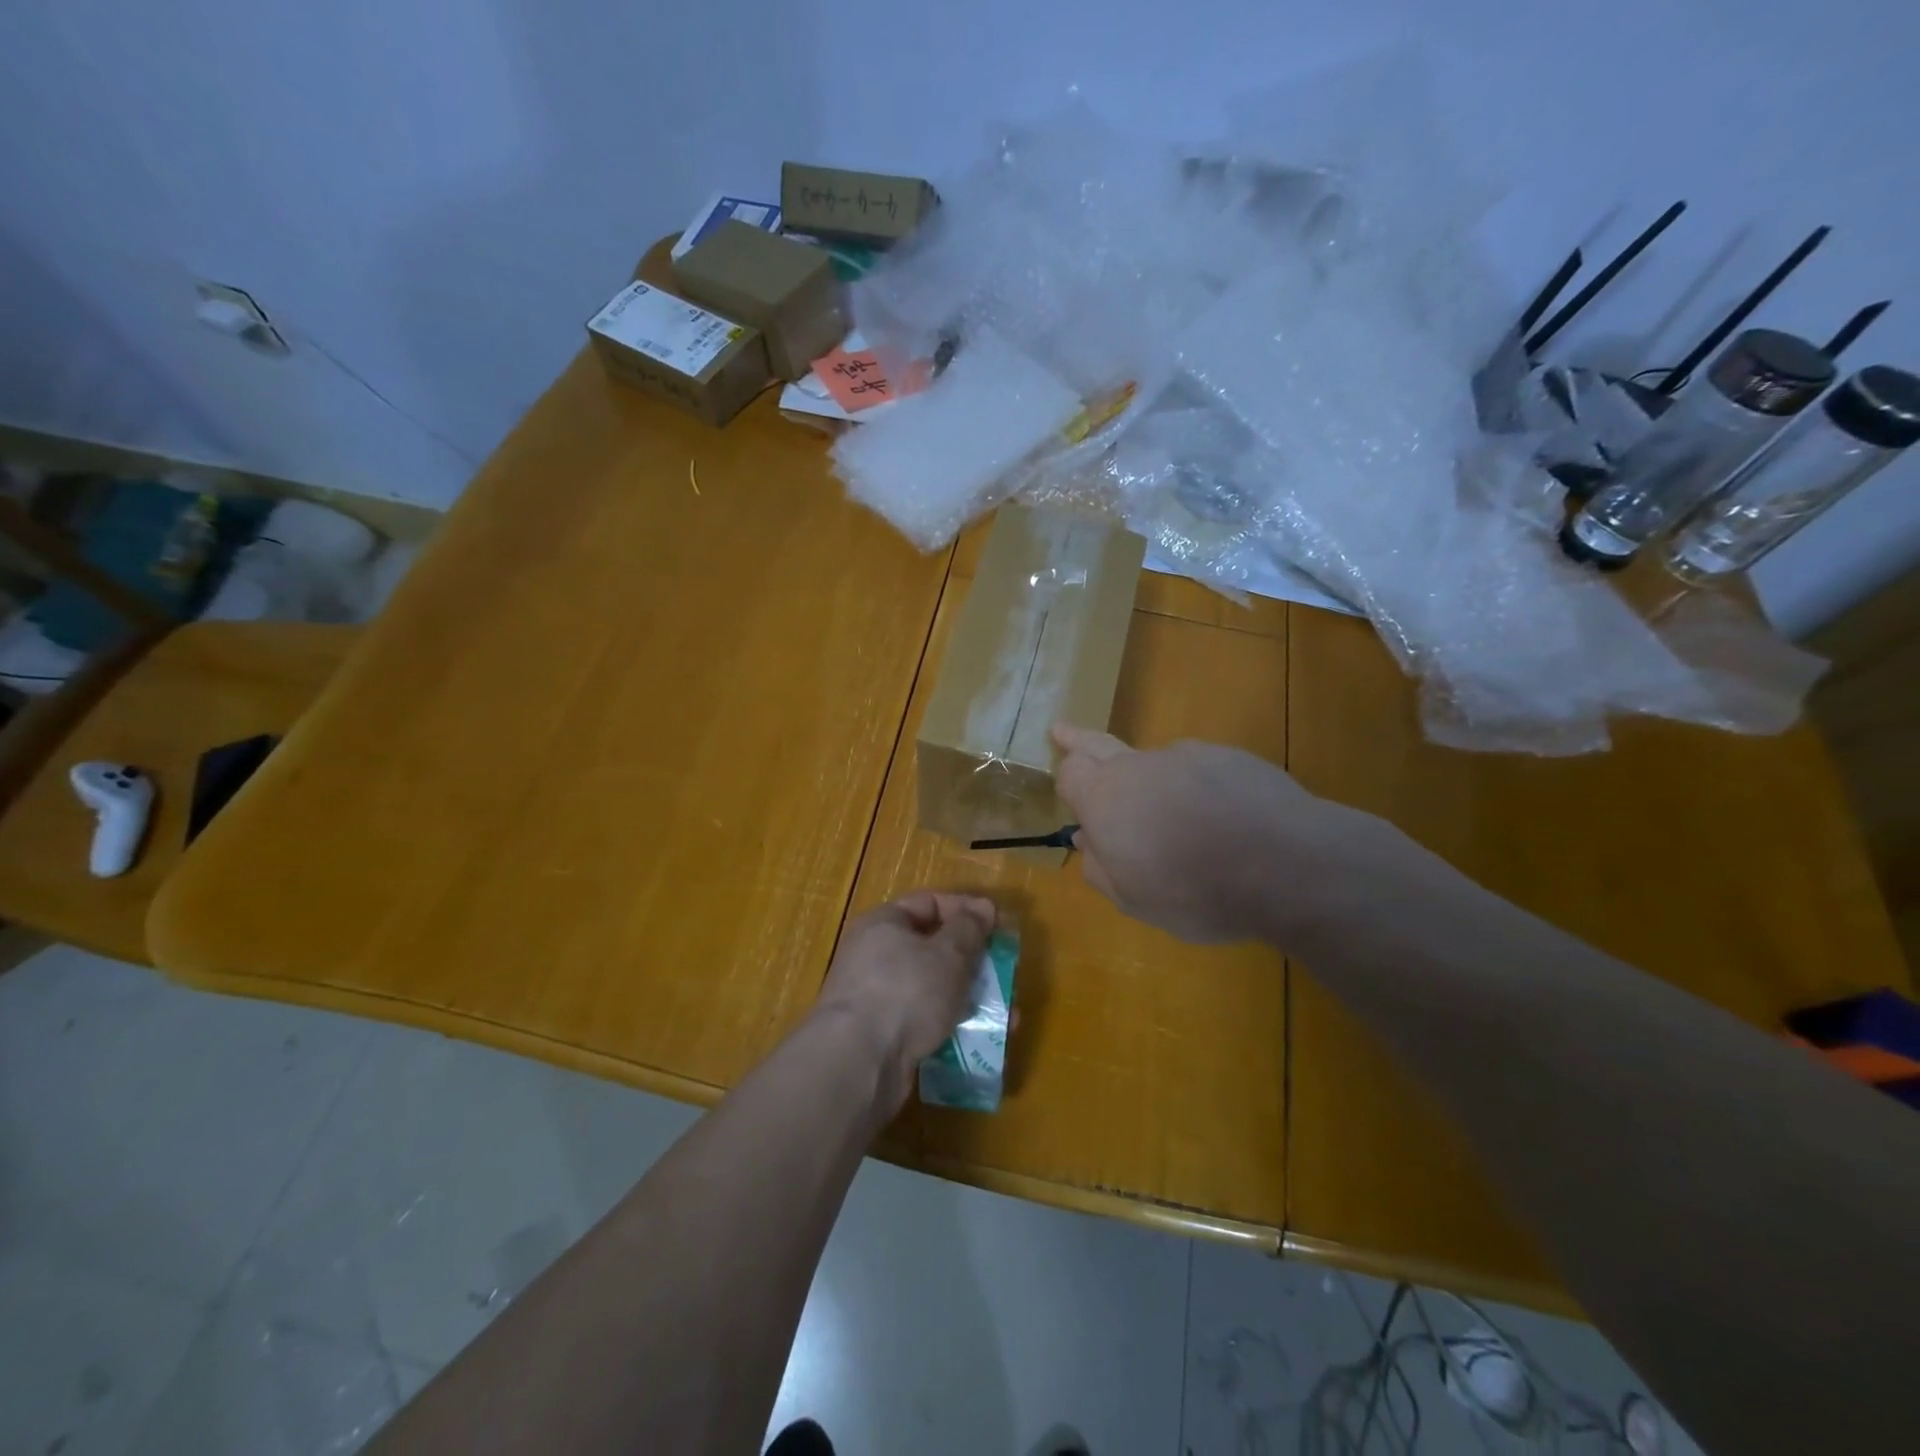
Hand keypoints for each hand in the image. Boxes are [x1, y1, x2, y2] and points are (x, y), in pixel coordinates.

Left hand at [814, 891, 995, 1110]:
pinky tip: (982, 1040)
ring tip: (1007, 1015)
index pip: (929, 903)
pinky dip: (953, 1026)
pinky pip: (926, 1021)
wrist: (859, 1063)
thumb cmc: (906, 991)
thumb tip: (983, 908)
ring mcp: (877, 998)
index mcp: (884, 924)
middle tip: (1004, 972)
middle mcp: (875, 956)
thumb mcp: (947, 953)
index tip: (999, 925)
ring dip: (970, 997)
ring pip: (933, 988)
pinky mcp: (883, 1036)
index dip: (966, 910)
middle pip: (932, 948)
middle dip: (973, 961)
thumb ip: (969, 928)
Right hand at [1052, 725, 1372, 945]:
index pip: (1070, 772)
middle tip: (1063, 729)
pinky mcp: (1232, 757)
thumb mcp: (1134, 899)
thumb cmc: (1195, 891)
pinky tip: (1222, 819)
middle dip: (1078, 739)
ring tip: (1177, 822)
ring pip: (1157, 762)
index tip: (1069, 788)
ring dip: (1153, 781)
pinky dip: (1199, 788)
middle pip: (1099, 743)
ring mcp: (1188, 755)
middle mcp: (1140, 765)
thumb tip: (1086, 841)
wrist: (1285, 863)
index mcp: (1106, 798)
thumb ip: (1100, 867)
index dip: (1067, 780)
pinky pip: (1201, 769)